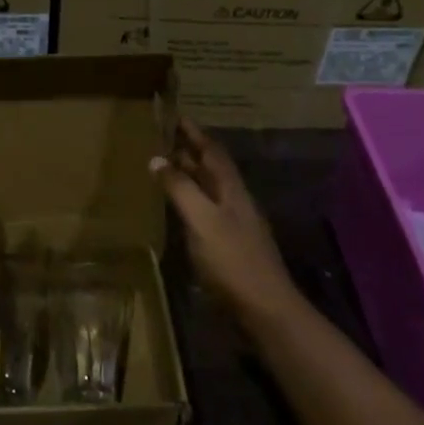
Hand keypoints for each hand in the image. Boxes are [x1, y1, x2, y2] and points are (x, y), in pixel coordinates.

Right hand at [151, 120, 296, 320]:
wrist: (266, 309)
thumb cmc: (233, 260)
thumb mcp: (202, 220)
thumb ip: (180, 189)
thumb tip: (157, 158)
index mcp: (231, 189)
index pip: (211, 150)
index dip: (194, 132)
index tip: (175, 115)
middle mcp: (235, 200)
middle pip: (211, 168)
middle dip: (188, 150)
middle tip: (162, 138)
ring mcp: (234, 224)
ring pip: (208, 189)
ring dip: (188, 175)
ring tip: (164, 166)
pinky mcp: (229, 245)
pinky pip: (206, 210)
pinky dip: (189, 200)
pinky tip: (177, 209)